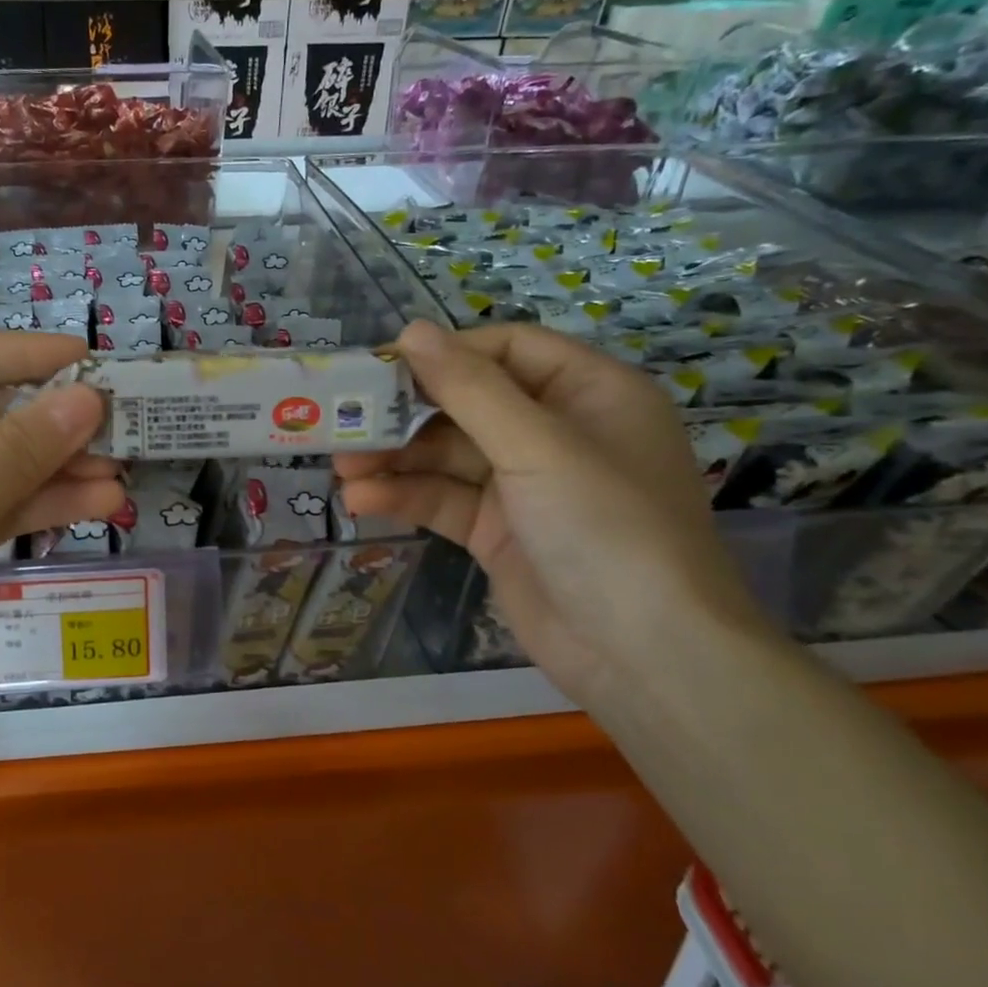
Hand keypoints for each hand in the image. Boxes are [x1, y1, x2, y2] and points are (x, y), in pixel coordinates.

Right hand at [334, 320, 768, 703]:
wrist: (645, 657)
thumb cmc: (606, 527)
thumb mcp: (537, 446)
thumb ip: (469, 388)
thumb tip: (412, 329)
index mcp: (588, 392)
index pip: (505, 350)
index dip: (443, 353)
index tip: (379, 365)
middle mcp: (555, 431)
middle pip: (467, 404)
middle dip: (405, 414)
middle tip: (344, 420)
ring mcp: (525, 485)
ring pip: (447, 455)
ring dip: (395, 460)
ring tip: (342, 467)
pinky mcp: (498, 531)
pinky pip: (444, 500)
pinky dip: (405, 497)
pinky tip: (362, 501)